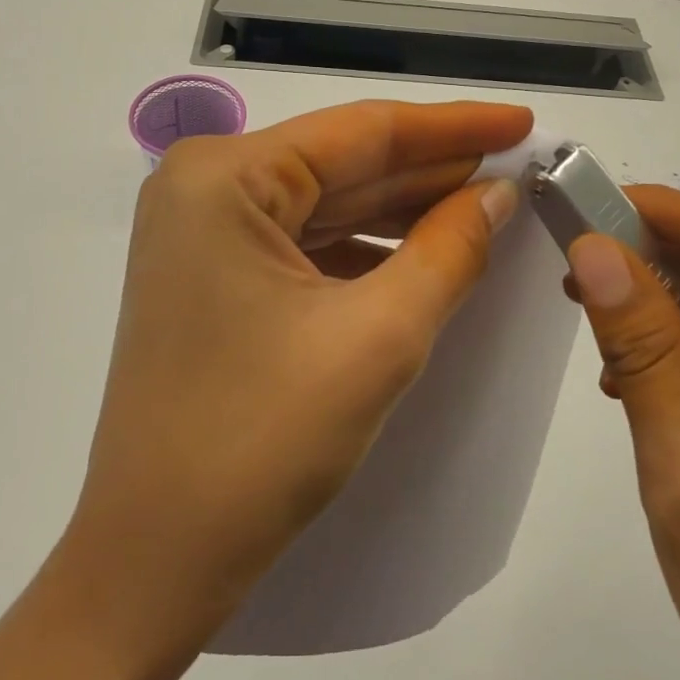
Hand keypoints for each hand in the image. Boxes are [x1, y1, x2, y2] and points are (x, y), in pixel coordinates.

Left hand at [0, 100, 529, 679]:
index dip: (452, 126)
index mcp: (225, 177)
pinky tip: (426, 251)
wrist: (156, 559)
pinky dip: (368, 248)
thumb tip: (499, 194)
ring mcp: (204, 233)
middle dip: (433, 169)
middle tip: (518, 164)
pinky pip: (307, 243)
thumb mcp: (378, 337)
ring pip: (328, 204)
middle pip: (343, 164)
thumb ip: (450, 250)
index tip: (523, 120)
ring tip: (489, 205)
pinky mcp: (214, 277)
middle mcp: (205, 187)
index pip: (361, 131)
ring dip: (405, 209)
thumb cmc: (262, 441)